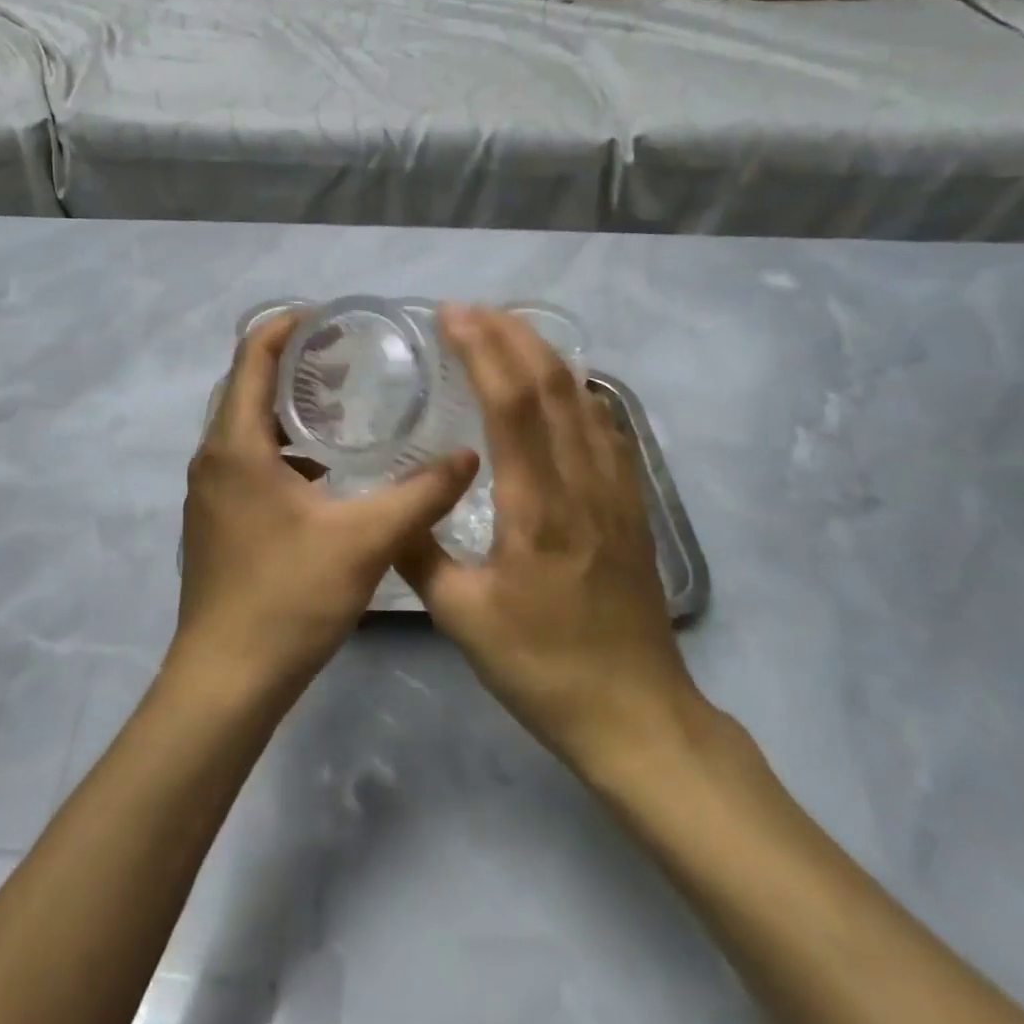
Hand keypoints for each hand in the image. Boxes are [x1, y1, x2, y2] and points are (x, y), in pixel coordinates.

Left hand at [174, 312, 479, 699]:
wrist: (226, 681)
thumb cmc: (287, 599)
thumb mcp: (365, 541)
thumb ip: (420, 494)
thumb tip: (469, 457)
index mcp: (236, 445)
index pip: (252, 356)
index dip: (287, 326)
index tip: (333, 318)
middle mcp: (213, 458)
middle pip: (248, 386)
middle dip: (294, 364)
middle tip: (351, 360)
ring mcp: (210, 491)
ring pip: (247, 426)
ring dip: (289, 409)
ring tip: (345, 406)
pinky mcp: (217, 520)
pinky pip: (248, 461)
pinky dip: (284, 448)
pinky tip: (328, 471)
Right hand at [396, 306, 716, 776]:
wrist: (636, 713)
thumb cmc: (542, 667)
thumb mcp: (461, 616)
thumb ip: (418, 552)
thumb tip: (388, 505)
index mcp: (538, 506)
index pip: (513, 403)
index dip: (483, 349)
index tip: (451, 316)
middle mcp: (582, 482)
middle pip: (552, 383)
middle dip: (510, 334)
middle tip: (469, 310)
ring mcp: (615, 489)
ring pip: (582, 397)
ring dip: (542, 353)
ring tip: (504, 330)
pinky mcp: (631, 503)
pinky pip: (604, 425)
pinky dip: (574, 388)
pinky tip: (557, 384)